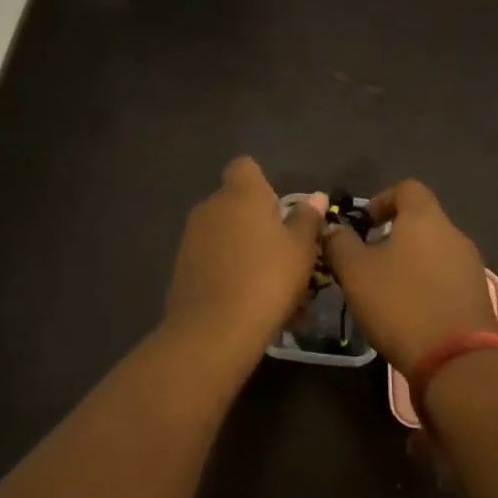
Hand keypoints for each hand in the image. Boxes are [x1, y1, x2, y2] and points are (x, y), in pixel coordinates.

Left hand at [165, 158, 324, 354]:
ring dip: (245, 250)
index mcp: (240, 194)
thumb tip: (315, 197)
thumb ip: (307, 220)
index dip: (263, 183)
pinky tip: (249, 301)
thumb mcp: (301, 249)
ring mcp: (191, 238)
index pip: (245, 167)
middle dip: (258, 222)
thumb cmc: (268, 279)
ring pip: (225, 235)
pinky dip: (230, 272)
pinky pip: (213, 261)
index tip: (281, 210)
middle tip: (285, 253)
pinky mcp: (182, 268)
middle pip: (236, 203)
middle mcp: (210, 208)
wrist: (215, 329)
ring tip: (272, 285)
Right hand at [322, 180, 495, 375]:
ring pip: (434, 252)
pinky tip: (409, 311)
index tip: (363, 225)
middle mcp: (454, 234)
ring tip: (385, 290)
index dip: (382, 200)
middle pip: (422, 221)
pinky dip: (426, 284)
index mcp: (425, 219)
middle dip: (393, 236)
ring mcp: (471, 266)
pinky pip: (446, 278)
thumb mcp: (356, 273)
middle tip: (367, 261)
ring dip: (409, 262)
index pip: (407, 188)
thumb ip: (340, 244)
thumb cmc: (400, 304)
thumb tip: (333, 228)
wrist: (457, 359)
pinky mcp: (478, 295)